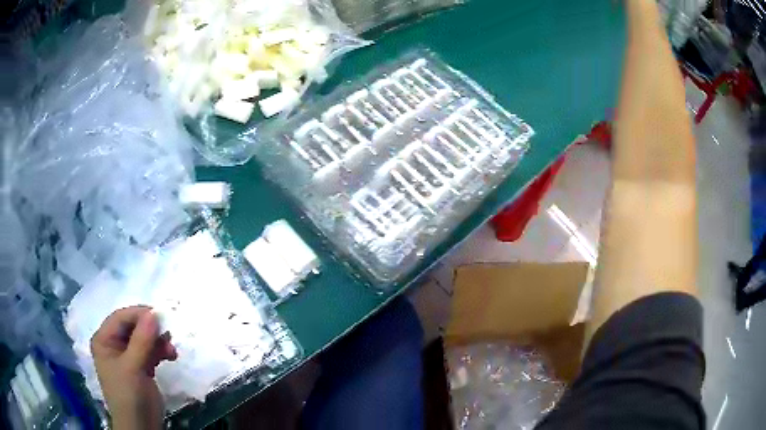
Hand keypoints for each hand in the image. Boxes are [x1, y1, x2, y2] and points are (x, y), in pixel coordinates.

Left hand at [91, 306, 177, 429]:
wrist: (141, 427)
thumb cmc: (129, 396)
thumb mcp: (133, 367)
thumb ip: (142, 340)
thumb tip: (154, 313)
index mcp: (104, 340)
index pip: (121, 318)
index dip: (139, 314)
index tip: (161, 316)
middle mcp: (114, 345)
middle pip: (133, 327)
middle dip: (151, 330)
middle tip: (169, 334)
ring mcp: (127, 357)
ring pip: (144, 339)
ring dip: (158, 342)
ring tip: (172, 350)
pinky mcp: (140, 368)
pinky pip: (150, 352)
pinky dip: (160, 352)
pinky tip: (171, 357)